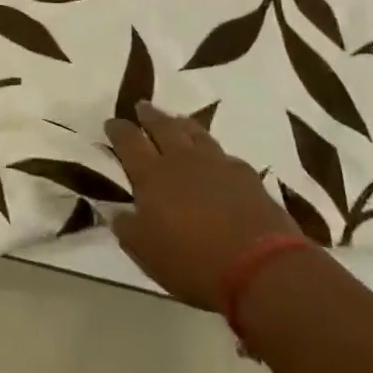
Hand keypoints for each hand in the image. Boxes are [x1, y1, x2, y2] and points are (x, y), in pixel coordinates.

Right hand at [106, 104, 297, 310]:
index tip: (111, 122)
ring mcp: (217, 163)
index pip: (129, 141)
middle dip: (150, 115)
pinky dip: (214, 153)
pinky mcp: (247, 175)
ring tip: (177, 121)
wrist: (260, 266)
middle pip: (163, 126)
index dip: (118, 130)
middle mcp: (182, 159)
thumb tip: (116, 212)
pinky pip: (224, 155)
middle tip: (142, 106)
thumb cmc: (192, 261)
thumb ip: (128, 228)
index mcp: (152, 175)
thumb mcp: (146, 253)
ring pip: (195, 133)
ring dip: (182, 125)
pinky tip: (216, 160)